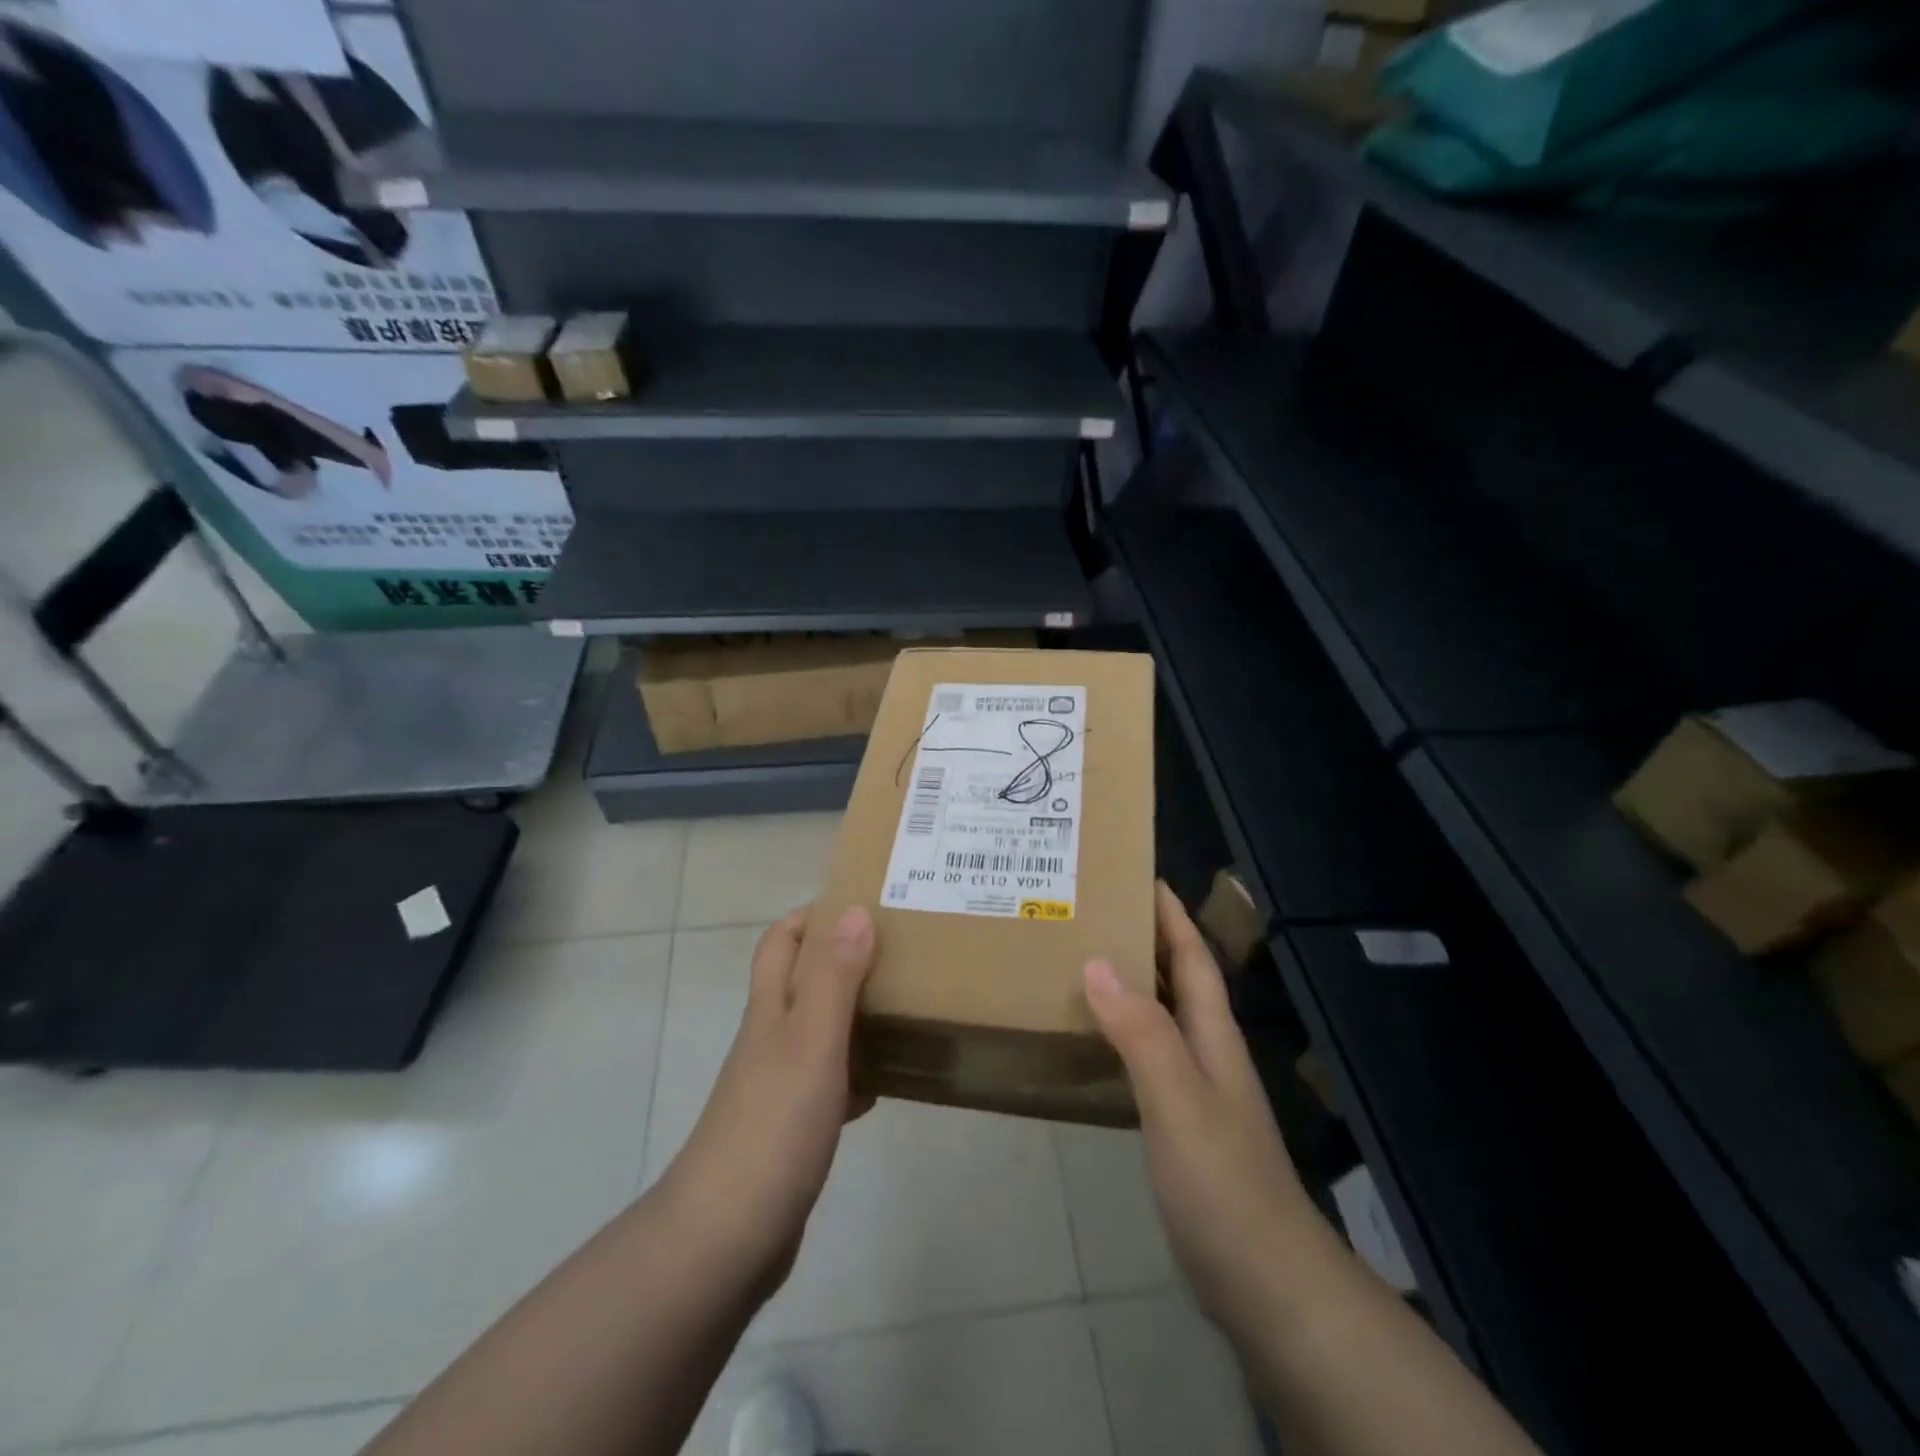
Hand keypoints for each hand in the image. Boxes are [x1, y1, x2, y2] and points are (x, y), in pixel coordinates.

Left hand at [654, 906, 875, 1300]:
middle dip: (845, 957)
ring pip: (821, 1028)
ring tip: (906, 1003)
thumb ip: (834, 977)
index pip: (782, 939)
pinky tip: (891, 1078)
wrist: (726, 1237)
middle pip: (804, 979)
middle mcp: (771, 1036)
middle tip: (899, 950)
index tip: (865, 905)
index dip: (814, 914)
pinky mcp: (794, 1125)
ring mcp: (780, 1083)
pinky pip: (832, 1080)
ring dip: (856, 1011)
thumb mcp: (811, 1040)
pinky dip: (859, 1069)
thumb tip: (854, 910)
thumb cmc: (773, 1124)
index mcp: (771, 1008)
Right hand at [1084, 883, 1319, 1336]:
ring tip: (1079, 962)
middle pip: (1179, 980)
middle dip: (1145, 939)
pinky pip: (1147, 1057)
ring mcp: (1197, 1091)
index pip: (1195, 957)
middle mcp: (1207, 1052)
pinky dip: (1121, 1033)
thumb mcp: (1177, 1098)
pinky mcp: (1181, 1126)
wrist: (1266, 1284)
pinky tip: (1093, 1039)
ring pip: (1161, 1017)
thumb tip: (1097, 960)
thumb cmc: (1223, 1181)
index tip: (1139, 875)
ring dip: (1130, 984)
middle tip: (1091, 912)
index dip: (1171, 915)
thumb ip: (1141, 1031)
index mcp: (1213, 1034)